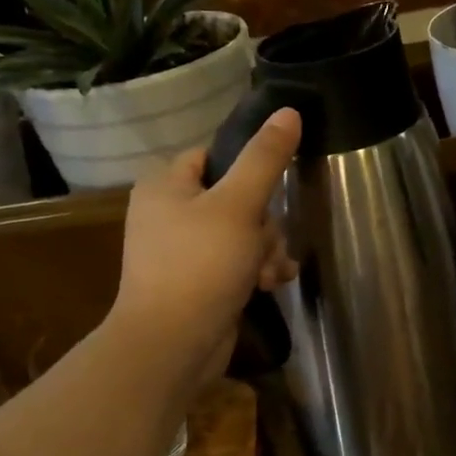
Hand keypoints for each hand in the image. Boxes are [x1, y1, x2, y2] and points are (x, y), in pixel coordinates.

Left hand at [110, 108, 300, 385]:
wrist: (172, 345)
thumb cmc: (200, 266)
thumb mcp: (238, 205)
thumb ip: (265, 158)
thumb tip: (289, 110)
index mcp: (166, 184)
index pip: (214, 154)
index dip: (248, 167)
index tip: (274, 187)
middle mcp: (169, 213)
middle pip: (235, 197)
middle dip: (263, 223)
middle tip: (265, 244)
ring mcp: (182, 251)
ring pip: (242, 233)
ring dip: (265, 250)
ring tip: (270, 273)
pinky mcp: (198, 282)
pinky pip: (235, 262)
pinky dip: (255, 271)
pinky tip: (272, 284)